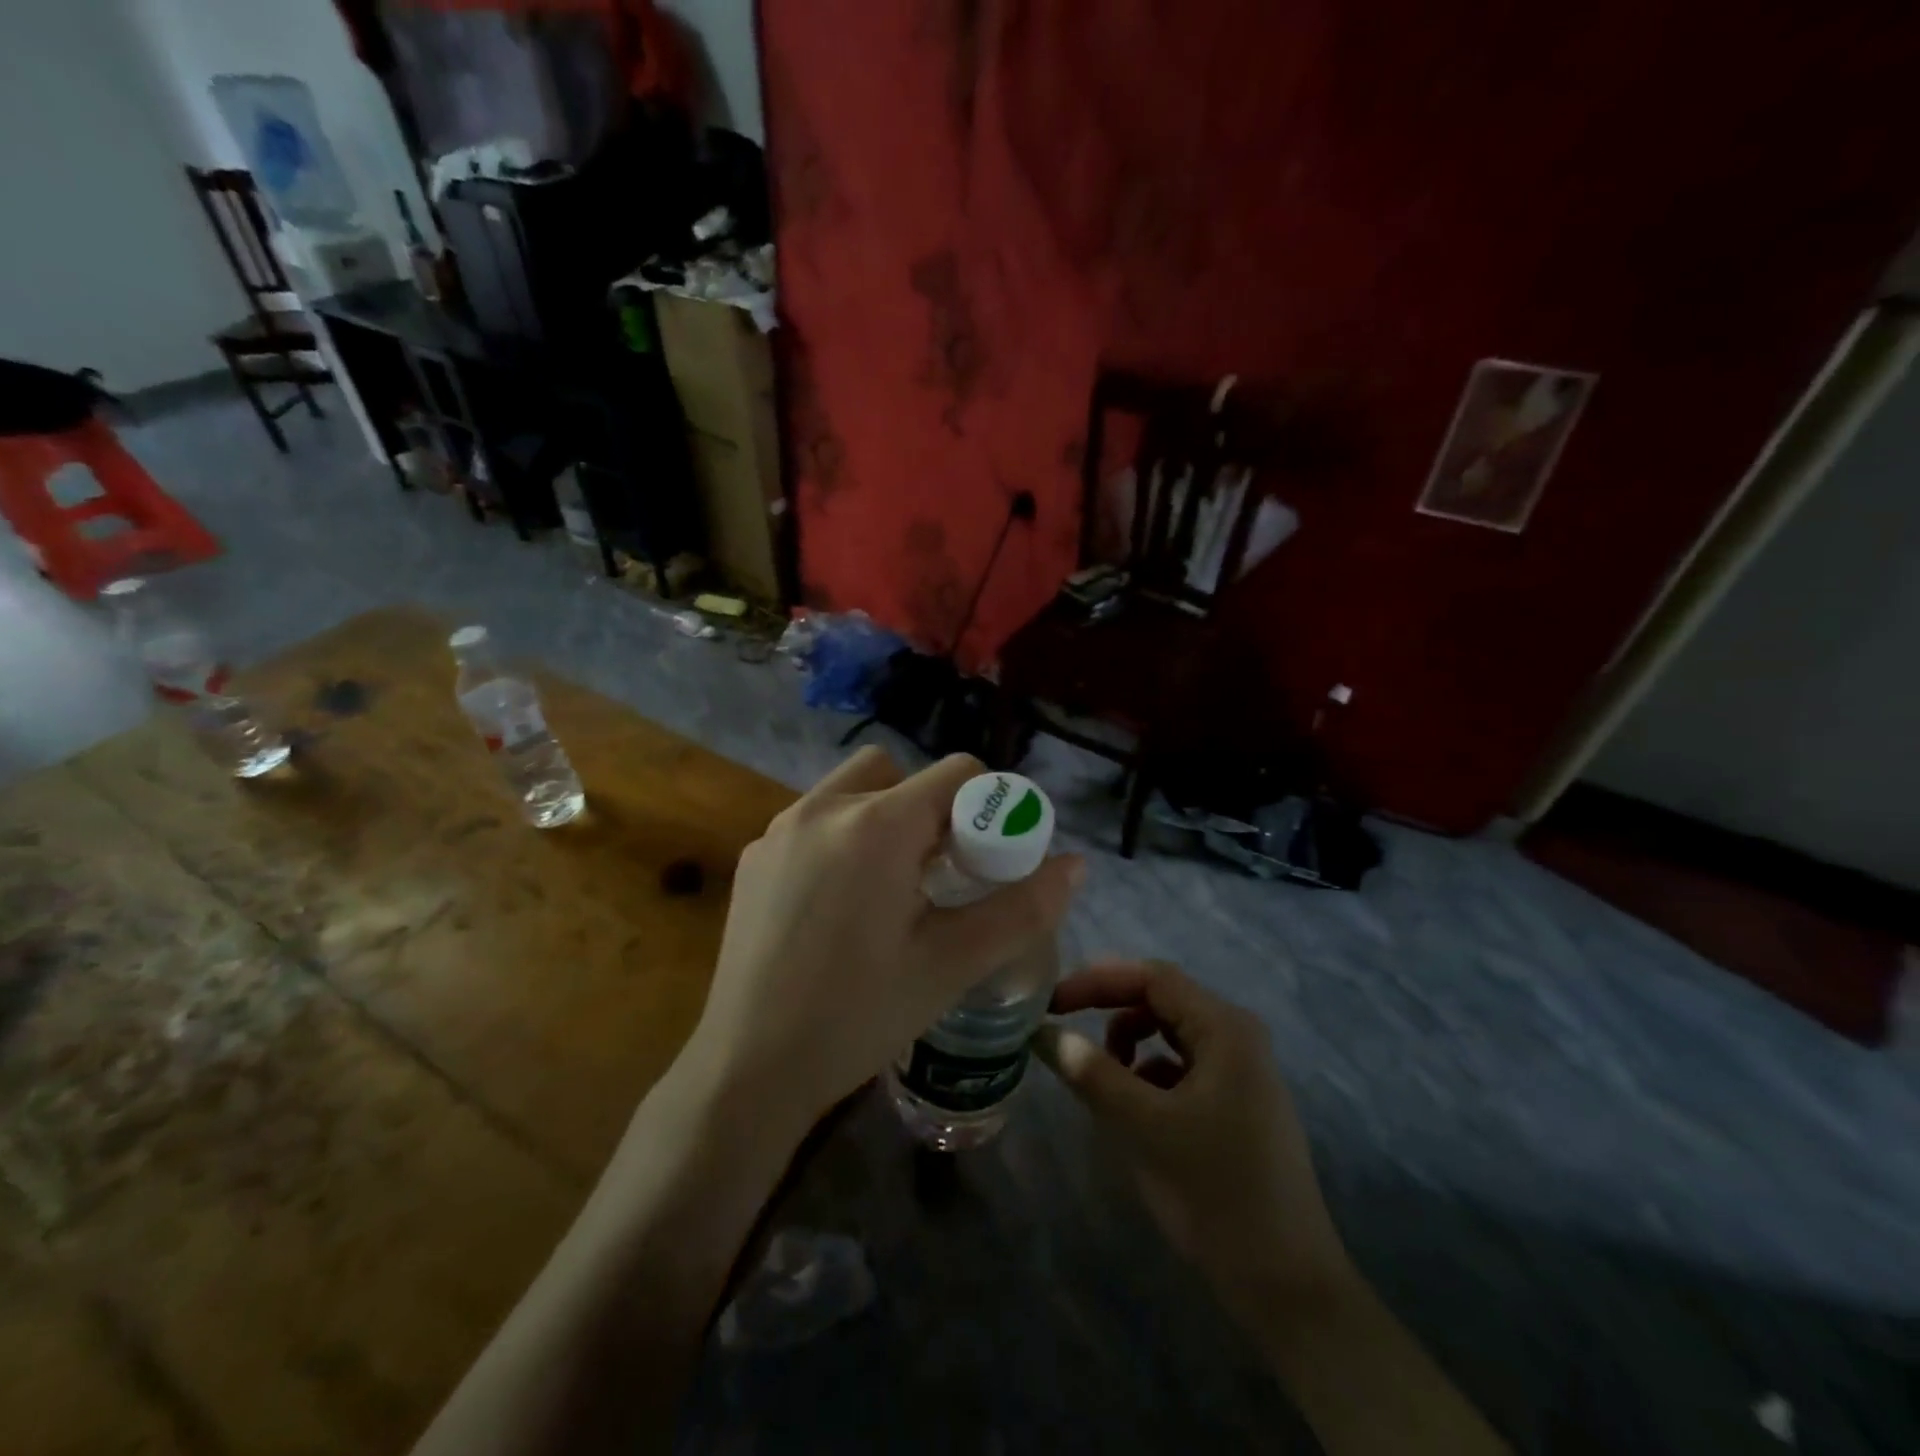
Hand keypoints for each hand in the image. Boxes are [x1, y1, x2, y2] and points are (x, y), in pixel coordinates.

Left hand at [685, 747, 1084, 1134]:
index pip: (955, 772)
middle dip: (932, 808)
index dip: (987, 806)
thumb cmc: (858, 1016)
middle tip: (941, 873)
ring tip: (892, 886)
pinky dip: (842, 839)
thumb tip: (1076, 865)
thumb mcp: (951, 965)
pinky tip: (839, 905)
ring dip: (884, 817)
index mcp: (876, 825)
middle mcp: (822, 808)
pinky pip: (814, 821)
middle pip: (900, 772)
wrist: (747, 1070)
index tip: (989, 858)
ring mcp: (779, 829)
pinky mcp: (754, 856)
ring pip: (852, 790)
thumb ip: (1021, 909)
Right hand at [1035, 960, 1351, 1319]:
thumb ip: (1092, 1074)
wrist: (1286, 1285)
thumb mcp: (1144, 1127)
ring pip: (1169, 1034)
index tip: (1051, 1003)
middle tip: (1064, 1029)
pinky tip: (1135, 1110)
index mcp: (1225, 1028)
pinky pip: (1181, 1066)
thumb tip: (1045, 1035)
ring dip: (1128, 1044)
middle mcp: (1237, 1036)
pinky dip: (1149, 1074)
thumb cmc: (1215, 1191)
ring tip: (1102, 1081)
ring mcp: (1241, 1070)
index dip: (1097, 982)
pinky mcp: (1237, 1101)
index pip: (1152, 978)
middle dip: (1109, 1010)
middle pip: (1161, 1000)